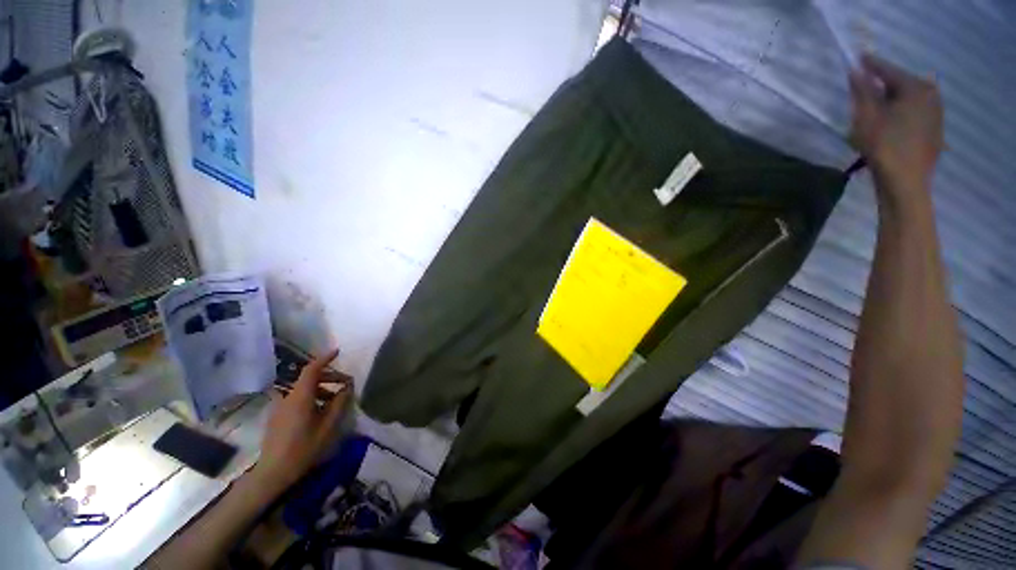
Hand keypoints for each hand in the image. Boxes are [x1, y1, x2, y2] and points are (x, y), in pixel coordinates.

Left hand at [249, 348, 351, 493]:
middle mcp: (288, 398)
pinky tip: (319, 413)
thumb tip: (347, 387)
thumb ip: (339, 403)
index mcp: (300, 397)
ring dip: (321, 389)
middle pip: (309, 379)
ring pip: (304, 390)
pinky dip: (311, 398)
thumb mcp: (328, 426)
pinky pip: (297, 399)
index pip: (312, 369)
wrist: (273, 473)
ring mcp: (280, 408)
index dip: (325, 358)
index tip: (338, 352)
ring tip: (335, 402)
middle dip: (329, 377)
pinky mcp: (277, 417)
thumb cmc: (304, 449)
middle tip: (345, 385)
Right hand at [849, 53, 942, 198]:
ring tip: (877, 108)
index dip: (871, 65)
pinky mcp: (936, 130)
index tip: (858, 58)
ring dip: (893, 100)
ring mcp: (937, 113)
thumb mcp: (866, 117)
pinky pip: (916, 113)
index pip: (888, 70)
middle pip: (901, 84)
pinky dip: (902, 113)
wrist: (905, 182)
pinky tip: (892, 124)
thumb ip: (862, 91)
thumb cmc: (883, 146)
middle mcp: (931, 95)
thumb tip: (856, 71)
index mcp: (916, 87)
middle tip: (865, 90)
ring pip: (909, 99)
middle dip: (883, 86)